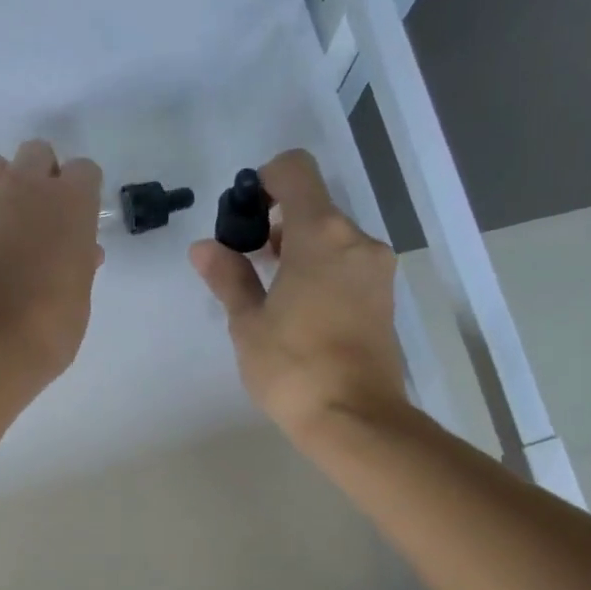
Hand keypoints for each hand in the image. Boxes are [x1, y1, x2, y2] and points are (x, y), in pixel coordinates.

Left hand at [0, 140, 103, 380]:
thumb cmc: (50, 324)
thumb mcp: (80, 293)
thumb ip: (80, 261)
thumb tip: (80, 251)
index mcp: (69, 203)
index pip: (84, 170)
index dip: (83, 194)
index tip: (81, 222)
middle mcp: (24, 188)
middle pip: (37, 153)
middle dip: (43, 178)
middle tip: (45, 220)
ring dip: (6, 190)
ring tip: (9, 231)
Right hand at [190, 148, 407, 439]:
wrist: (355, 419)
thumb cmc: (294, 368)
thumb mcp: (249, 323)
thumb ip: (229, 277)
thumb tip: (205, 247)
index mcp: (321, 234)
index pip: (294, 170)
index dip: (264, 180)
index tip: (244, 217)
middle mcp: (357, 241)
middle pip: (314, 208)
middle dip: (278, 226)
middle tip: (249, 265)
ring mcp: (377, 271)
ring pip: (333, 240)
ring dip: (301, 252)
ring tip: (273, 297)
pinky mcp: (385, 300)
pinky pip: (348, 267)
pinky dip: (323, 273)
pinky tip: (302, 314)